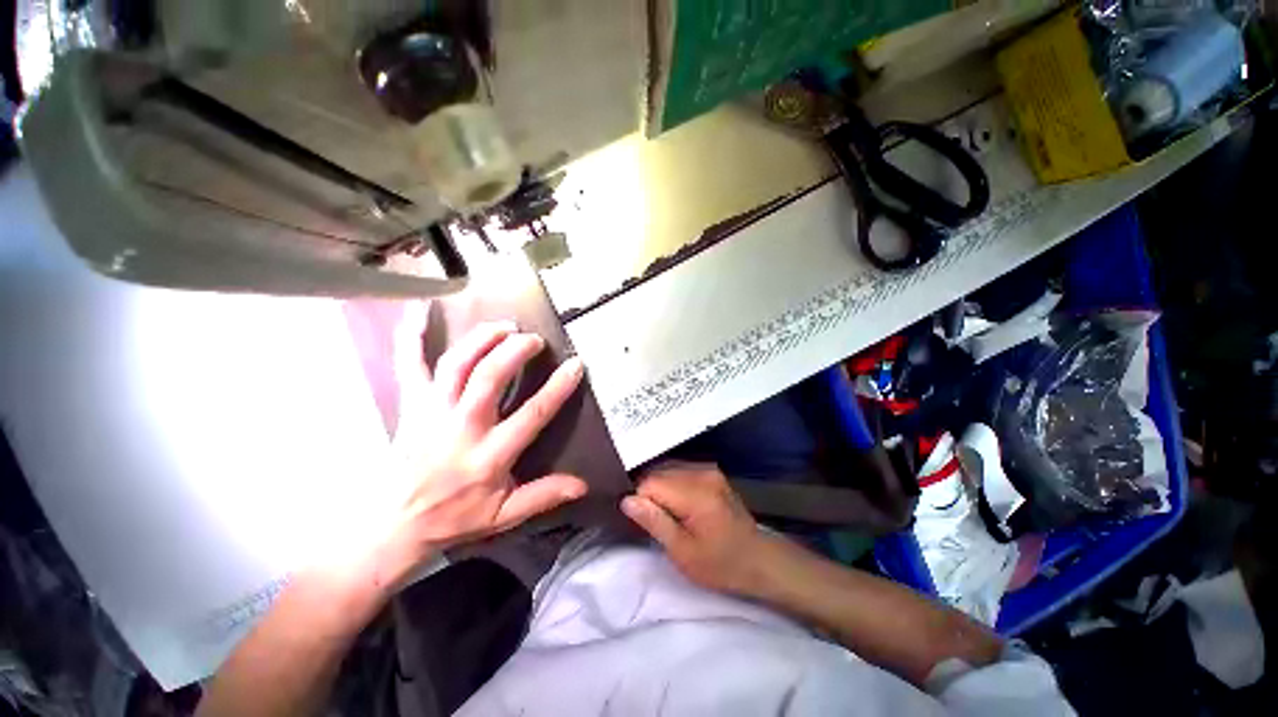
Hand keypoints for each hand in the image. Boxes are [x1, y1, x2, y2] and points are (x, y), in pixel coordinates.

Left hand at [379, 304, 587, 580]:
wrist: (392, 525)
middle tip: (534, 339)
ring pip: (456, 364)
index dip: (557, 387)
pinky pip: (409, 364)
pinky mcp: (410, 404)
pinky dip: (411, 334)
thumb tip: (583, 484)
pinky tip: (420, 308)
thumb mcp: (504, 515)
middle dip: (514, 351)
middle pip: (488, 377)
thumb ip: (543, 495)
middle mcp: (461, 427)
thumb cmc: (454, 517)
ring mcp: (431, 411)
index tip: (575, 364)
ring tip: (504, 326)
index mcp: (489, 455)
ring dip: (482, 339)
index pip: (532, 414)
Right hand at [621, 463, 772, 594]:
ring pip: (666, 468)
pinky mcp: (710, 470)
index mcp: (697, 493)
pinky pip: (679, 469)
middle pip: (658, 472)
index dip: (640, 501)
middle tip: (653, 521)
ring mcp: (708, 468)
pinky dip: (670, 483)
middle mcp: (702, 472)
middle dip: (649, 493)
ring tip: (665, 513)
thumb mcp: (683, 552)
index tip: (641, 522)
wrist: (758, 559)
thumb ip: (654, 522)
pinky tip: (675, 503)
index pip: (650, 483)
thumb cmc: (721, 564)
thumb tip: (627, 500)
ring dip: (659, 487)